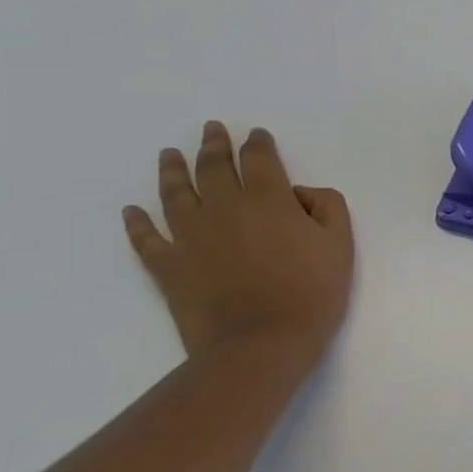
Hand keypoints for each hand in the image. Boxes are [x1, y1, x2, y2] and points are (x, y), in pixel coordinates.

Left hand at [124, 122, 354, 374]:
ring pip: (175, 193)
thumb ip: (326, 205)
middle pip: (214, 167)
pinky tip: (132, 211)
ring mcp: (190, 236)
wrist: (261, 343)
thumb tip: (298, 194)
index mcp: (269, 199)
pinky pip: (146, 238)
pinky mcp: (168, 266)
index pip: (260, 159)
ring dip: (173, 169)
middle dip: (215, 145)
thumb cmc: (311, 292)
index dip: (258, 143)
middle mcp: (224, 207)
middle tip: (212, 128)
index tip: (256, 134)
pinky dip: (136, 223)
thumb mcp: (341, 244)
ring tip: (169, 154)